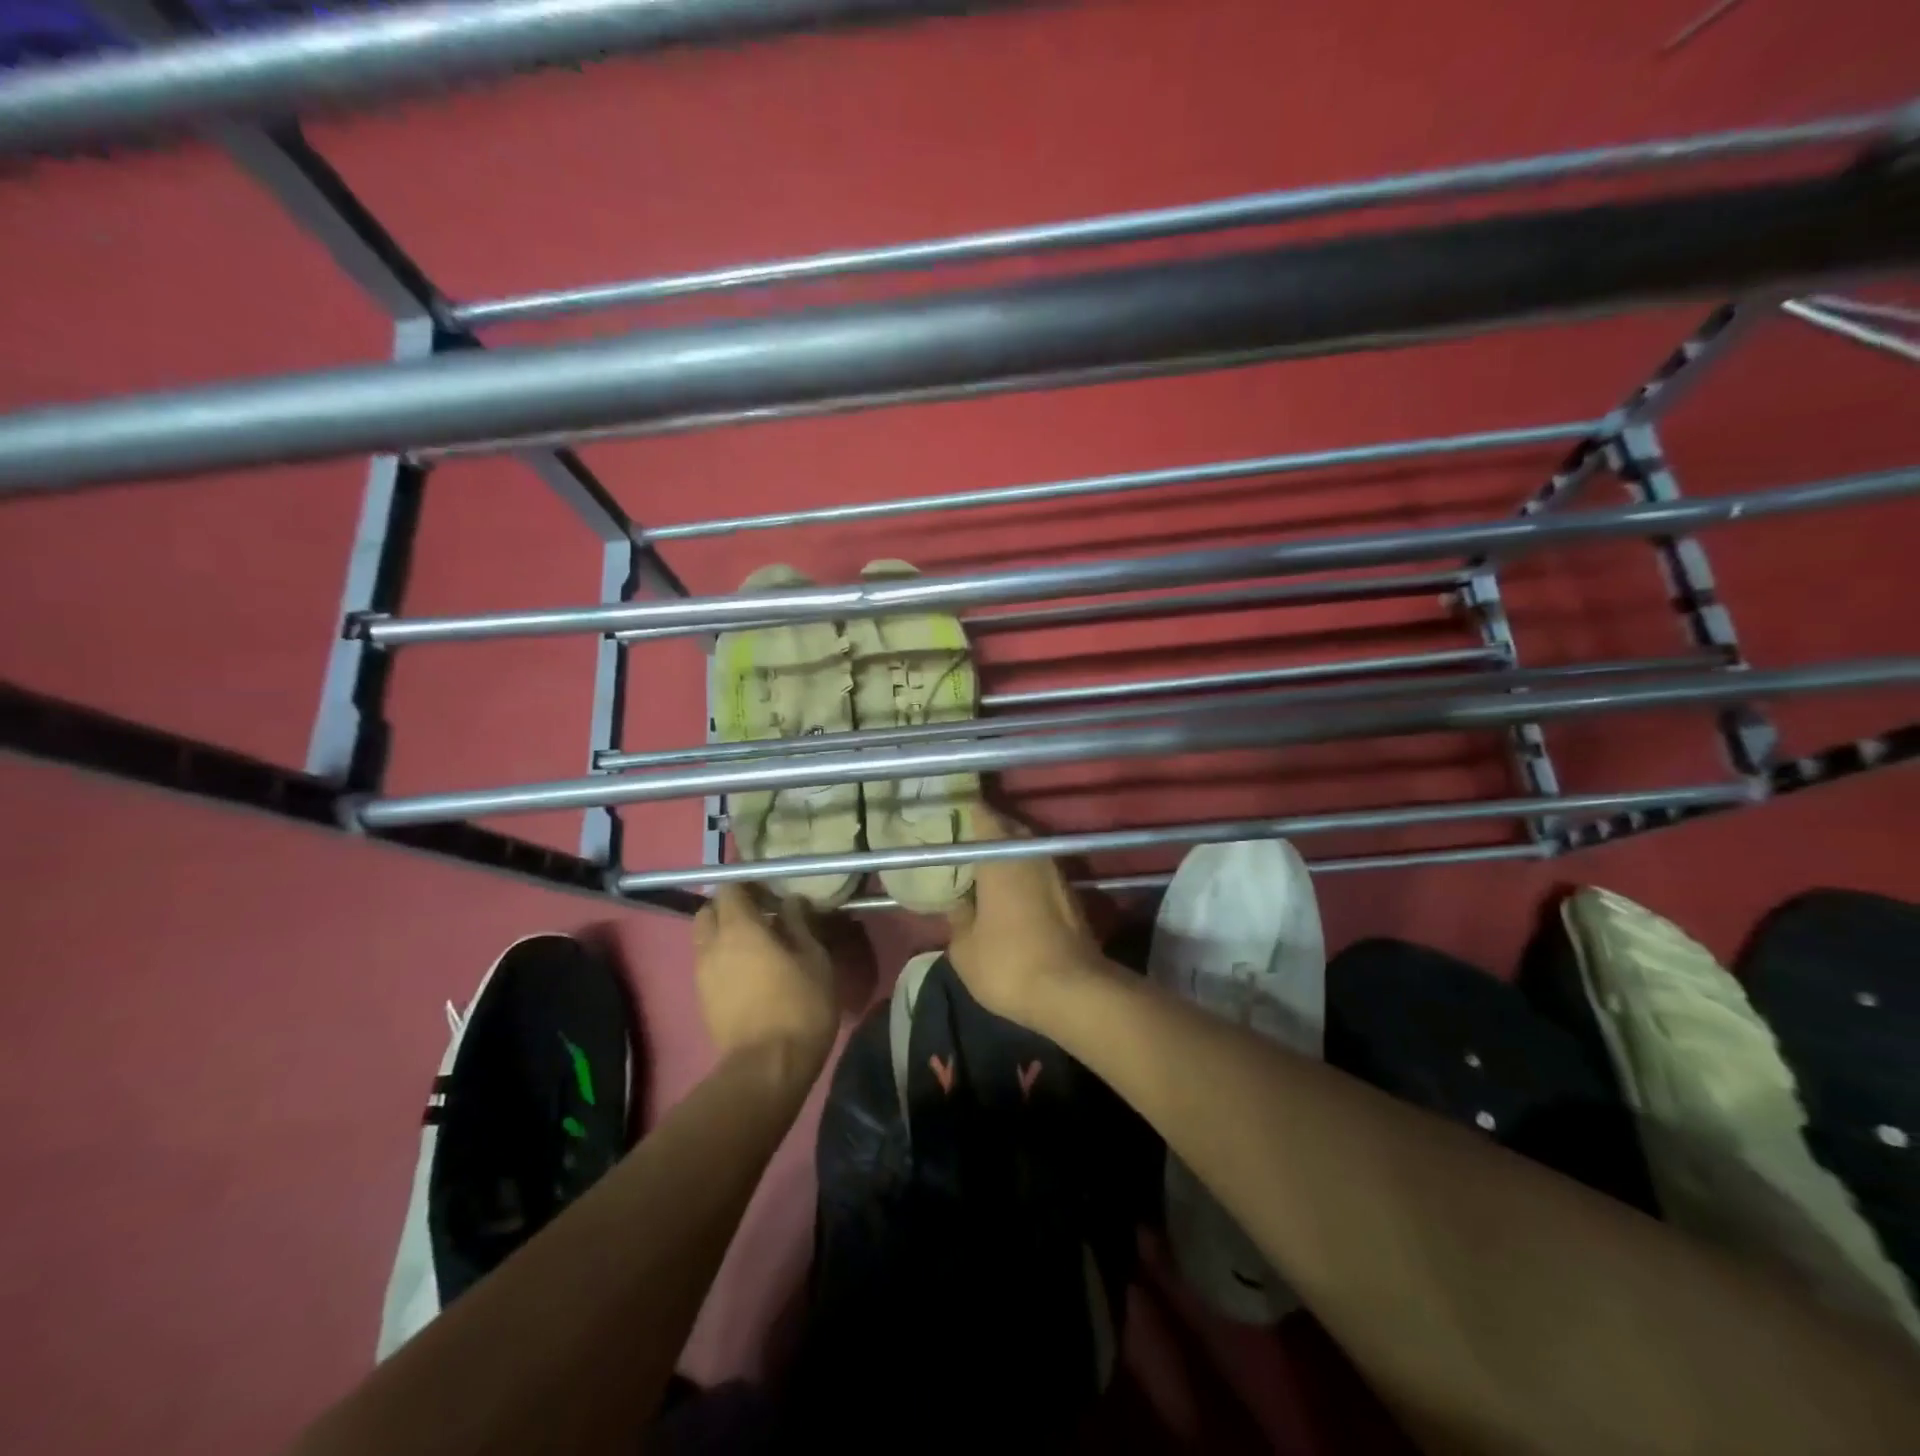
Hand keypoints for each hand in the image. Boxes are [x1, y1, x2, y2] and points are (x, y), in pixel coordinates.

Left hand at [693, 885, 838, 1065]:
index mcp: (738, 928)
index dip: (748, 885)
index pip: (730, 889)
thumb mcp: (814, 958)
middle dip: (729, 908)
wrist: (768, 1067)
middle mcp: (712, 945)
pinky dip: (723, 959)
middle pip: (708, 912)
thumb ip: (799, 924)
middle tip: (760, 916)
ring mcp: (702, 975)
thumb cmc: (799, 1005)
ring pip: (705, 940)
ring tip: (756, 947)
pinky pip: (707, 965)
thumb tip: (791, 902)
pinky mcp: (702, 1000)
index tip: (770, 892)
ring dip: (724, 935)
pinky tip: (749, 973)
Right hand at [947, 805, 1109, 1026]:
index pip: (980, 814)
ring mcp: (1055, 872)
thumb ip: (957, 917)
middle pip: (1006, 829)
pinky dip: (1023, 875)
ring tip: (981, 868)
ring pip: (1026, 850)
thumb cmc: (1009, 964)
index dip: (963, 809)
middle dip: (986, 832)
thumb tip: (958, 902)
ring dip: (1007, 855)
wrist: (1075, 992)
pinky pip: (1038, 871)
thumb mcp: (964, 949)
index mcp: (1001, 855)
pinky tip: (1008, 893)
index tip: (946, 812)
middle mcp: (1031, 853)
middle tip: (961, 842)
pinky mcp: (1070, 894)